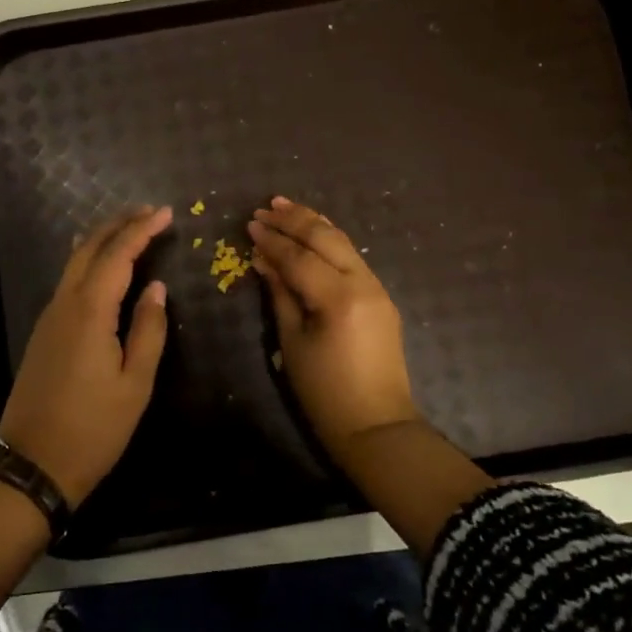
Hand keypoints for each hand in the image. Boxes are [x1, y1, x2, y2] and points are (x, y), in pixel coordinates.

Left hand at [0, 205, 171, 507]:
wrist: (34, 463)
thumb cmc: (94, 428)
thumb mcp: (135, 383)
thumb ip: (148, 329)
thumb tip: (157, 288)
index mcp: (90, 312)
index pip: (118, 255)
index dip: (141, 230)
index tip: (165, 213)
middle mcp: (64, 304)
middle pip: (89, 249)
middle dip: (118, 224)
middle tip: (148, 212)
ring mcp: (49, 318)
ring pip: (74, 263)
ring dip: (102, 240)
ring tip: (131, 231)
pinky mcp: (44, 332)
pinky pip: (68, 282)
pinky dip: (89, 263)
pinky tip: (103, 267)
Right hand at [249, 196, 421, 448]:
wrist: (376, 424)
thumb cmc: (325, 391)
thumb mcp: (293, 342)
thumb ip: (280, 295)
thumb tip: (264, 260)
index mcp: (338, 298)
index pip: (299, 258)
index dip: (273, 240)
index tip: (250, 224)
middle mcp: (363, 284)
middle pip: (326, 239)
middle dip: (295, 220)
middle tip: (266, 206)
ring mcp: (377, 288)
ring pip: (344, 243)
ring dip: (314, 223)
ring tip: (287, 207)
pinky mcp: (381, 297)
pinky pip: (353, 258)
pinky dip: (330, 241)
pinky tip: (314, 233)